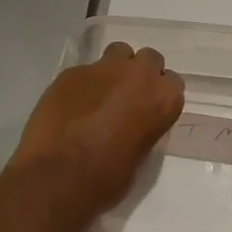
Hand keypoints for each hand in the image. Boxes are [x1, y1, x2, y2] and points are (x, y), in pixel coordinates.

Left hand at [8, 42, 183, 216]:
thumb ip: (144, 126)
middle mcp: (138, 75)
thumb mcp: (141, 154)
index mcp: (163, 98)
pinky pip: (85, 71)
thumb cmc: (107, 178)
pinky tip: (71, 105)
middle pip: (148, 59)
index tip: (149, 108)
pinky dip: (83, 84)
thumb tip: (134, 122)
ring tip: (101, 94)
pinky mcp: (71, 72)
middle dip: (140, 74)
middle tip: (127, 97)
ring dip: (114, 69)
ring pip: (117, 53)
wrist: (58, 177)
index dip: (159, 94)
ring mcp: (103, 69)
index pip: (173, 82)